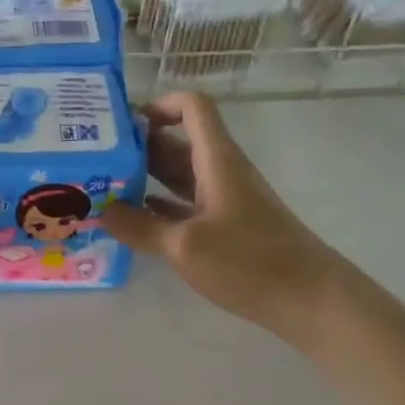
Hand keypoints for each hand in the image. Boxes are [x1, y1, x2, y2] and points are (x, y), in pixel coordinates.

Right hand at [103, 92, 335, 340]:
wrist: (310, 299)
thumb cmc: (250, 262)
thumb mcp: (185, 246)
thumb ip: (141, 227)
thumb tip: (101, 211)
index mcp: (216, 160)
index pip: (192, 107)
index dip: (159, 105)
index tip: (122, 125)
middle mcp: (220, 172)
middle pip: (177, 142)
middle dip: (138, 146)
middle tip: (94, 159)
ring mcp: (224, 200)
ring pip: (178, 176)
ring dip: (144, 178)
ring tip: (103, 188)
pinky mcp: (226, 228)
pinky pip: (184, 206)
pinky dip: (158, 207)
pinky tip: (131, 221)